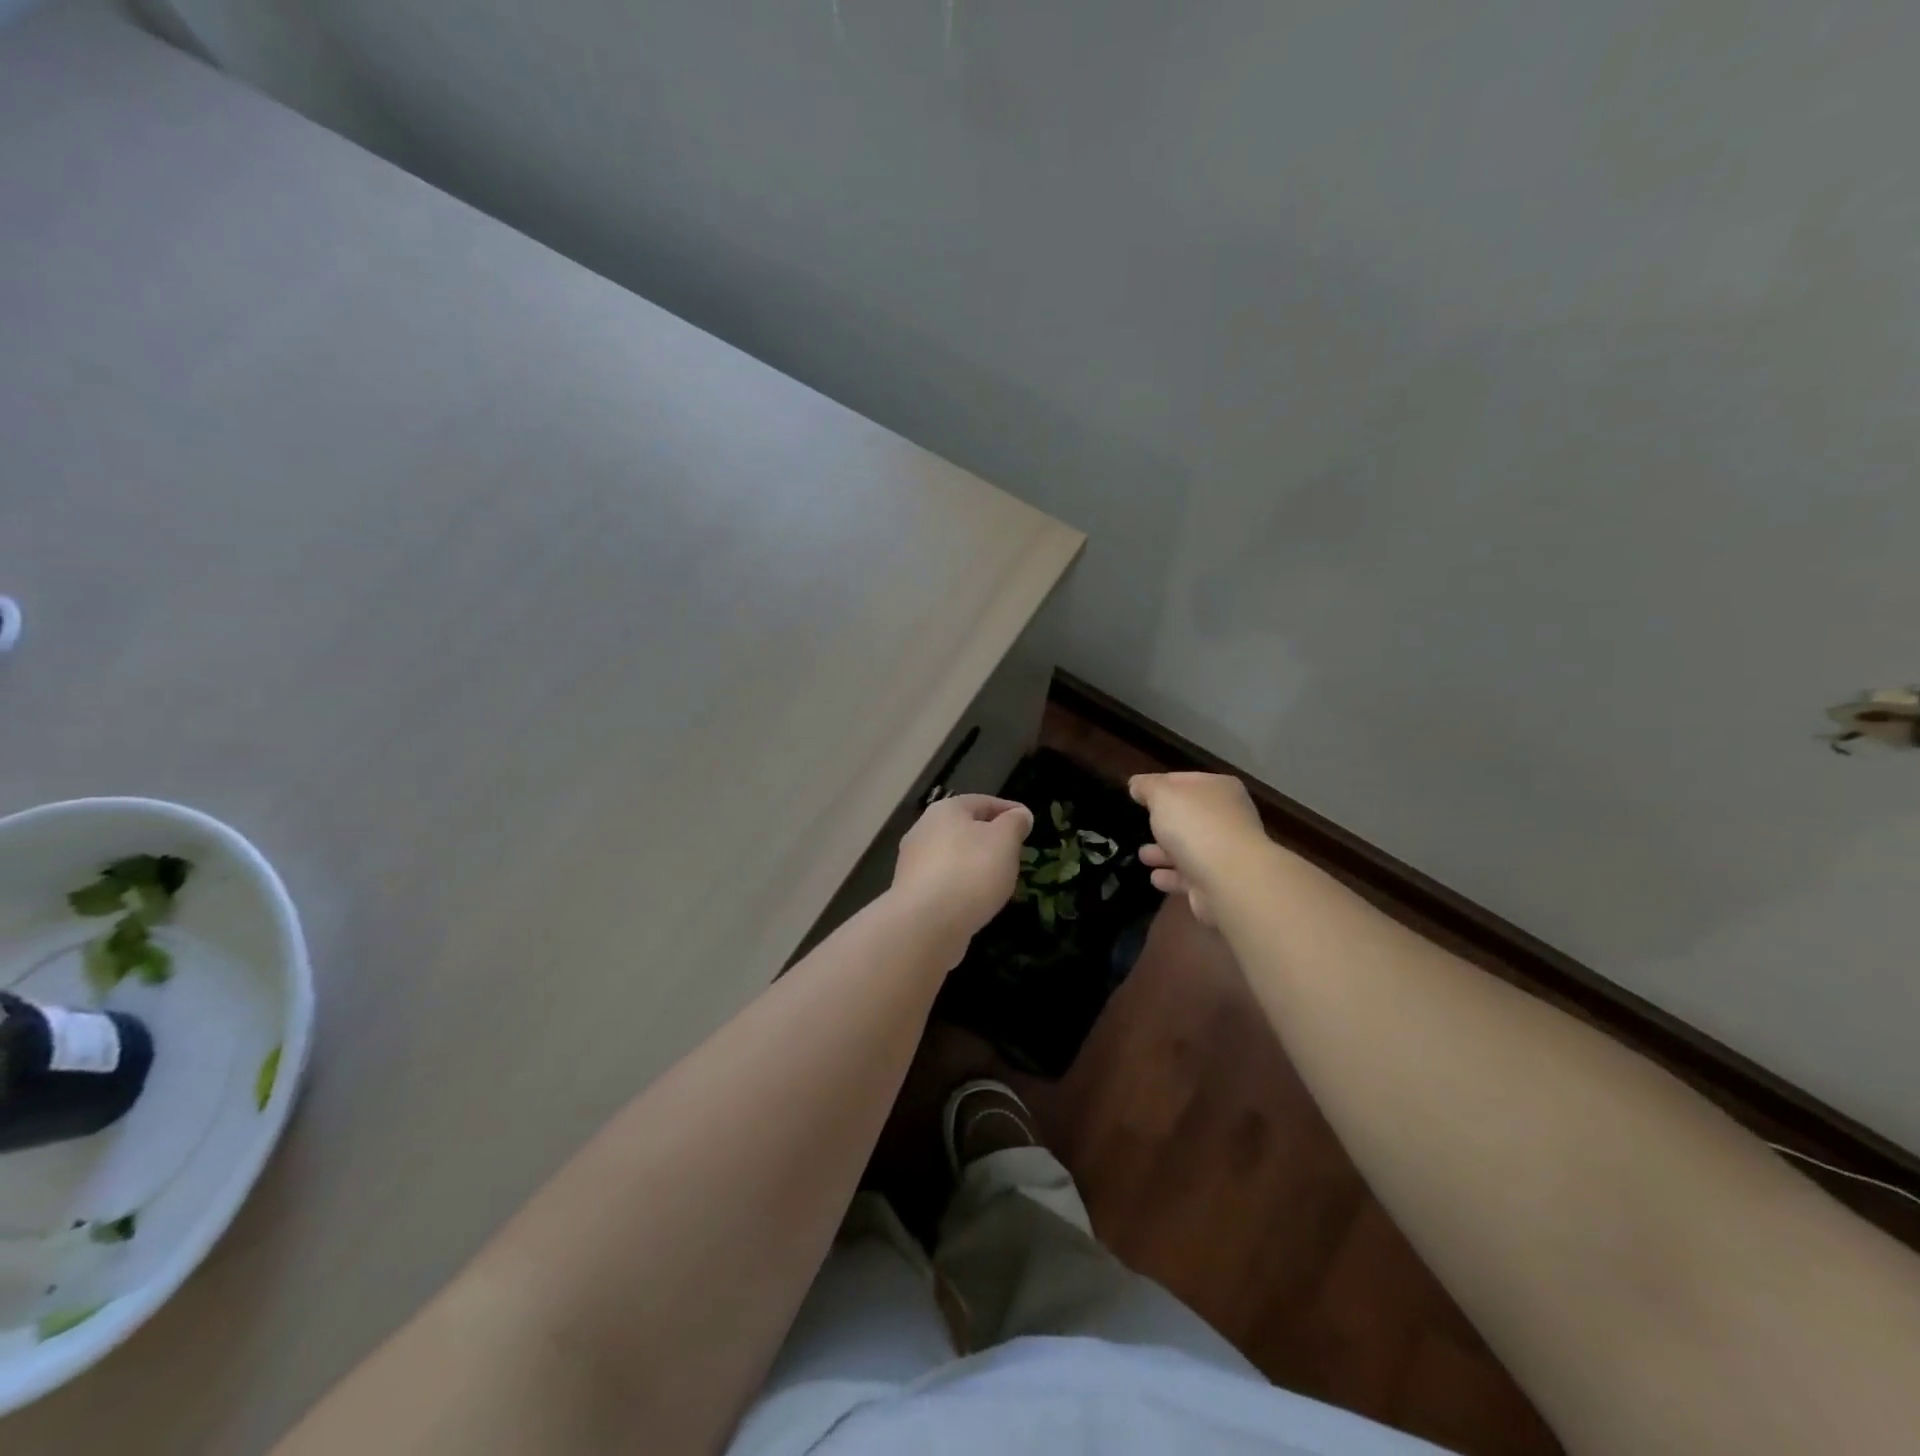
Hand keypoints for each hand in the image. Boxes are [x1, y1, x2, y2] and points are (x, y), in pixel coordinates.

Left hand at [891, 794, 1033, 951]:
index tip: (1028, 821)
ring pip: (953, 856)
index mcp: (945, 810)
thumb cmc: (971, 871)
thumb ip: (1014, 824)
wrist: (926, 923)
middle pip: (964, 828)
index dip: (1009, 810)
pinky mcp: (910, 892)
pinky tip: (975, 900)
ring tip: (998, 879)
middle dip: (990, 838)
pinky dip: (961, 885)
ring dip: (975, 863)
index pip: (983, 802)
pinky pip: (944, 882)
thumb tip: (1020, 814)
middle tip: (1014, 851)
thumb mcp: (1004, 841)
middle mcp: (923, 830)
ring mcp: (912, 862)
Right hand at [1128, 772, 1268, 926]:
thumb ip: (1147, 786)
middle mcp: (1228, 817)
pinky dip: (1172, 876)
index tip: (1136, 793)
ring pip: (1189, 848)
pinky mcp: (1220, 882)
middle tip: (1139, 825)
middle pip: (1188, 816)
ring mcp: (1226, 852)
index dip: (1158, 784)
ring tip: (1143, 856)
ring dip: (1164, 852)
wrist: (1229, 879)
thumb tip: (1137, 784)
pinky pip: (1190, 876)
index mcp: (1219, 788)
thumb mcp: (1162, 795)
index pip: (1183, 780)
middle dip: (1162, 822)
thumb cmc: (1196, 825)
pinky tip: (1156, 878)